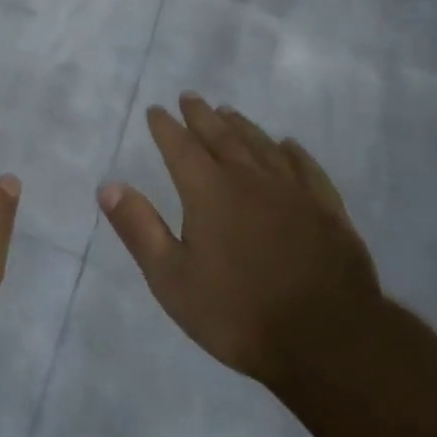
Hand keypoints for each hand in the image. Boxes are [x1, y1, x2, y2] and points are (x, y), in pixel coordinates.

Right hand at [99, 94, 381, 388]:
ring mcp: (293, 191)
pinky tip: (288, 145)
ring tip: (228, 112)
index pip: (180, 147)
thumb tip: (109, 186)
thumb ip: (140, 228)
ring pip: (262, 145)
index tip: (156, 110)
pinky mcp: (327, 209)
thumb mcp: (172, 278)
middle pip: (221, 136)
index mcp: (209, 192)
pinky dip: (292, 151)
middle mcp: (250, 179)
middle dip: (201, 116)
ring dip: (242, 126)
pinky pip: (305, 167)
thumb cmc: (238, 312)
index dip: (165, 127)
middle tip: (190, 97)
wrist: (328, 340)